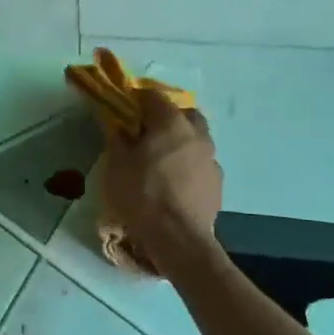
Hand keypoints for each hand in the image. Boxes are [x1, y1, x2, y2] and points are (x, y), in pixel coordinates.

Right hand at [99, 88, 222, 264]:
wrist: (178, 238)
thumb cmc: (142, 194)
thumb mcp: (116, 164)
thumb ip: (117, 138)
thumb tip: (118, 124)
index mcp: (171, 123)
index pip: (153, 96)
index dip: (136, 98)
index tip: (124, 108)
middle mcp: (197, 134)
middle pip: (183, 113)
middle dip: (166, 116)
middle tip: (147, 132)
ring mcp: (211, 159)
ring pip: (196, 139)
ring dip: (180, 142)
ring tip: (161, 160)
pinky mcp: (217, 182)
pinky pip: (200, 163)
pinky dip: (188, 165)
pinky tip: (175, 182)